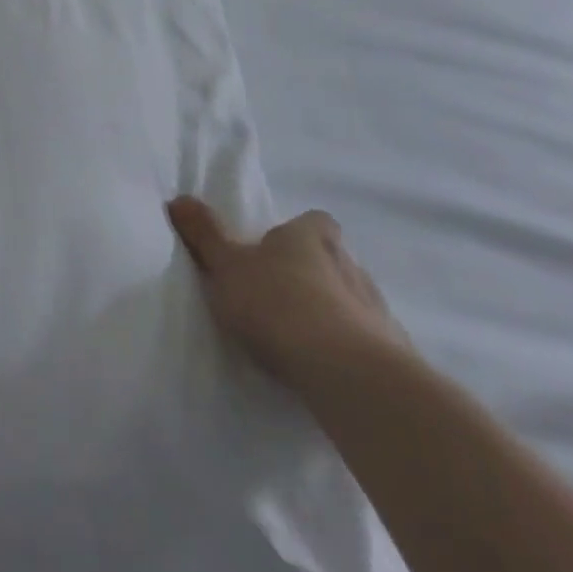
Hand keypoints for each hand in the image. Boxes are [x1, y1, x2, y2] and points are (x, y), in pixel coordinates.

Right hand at [167, 199, 409, 391]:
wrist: (344, 371)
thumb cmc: (277, 303)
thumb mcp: (226, 266)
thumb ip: (204, 234)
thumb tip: (178, 198)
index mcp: (311, 235)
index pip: (313, 222)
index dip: (298, 234)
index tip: (277, 253)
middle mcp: (349, 263)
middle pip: (333, 262)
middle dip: (313, 277)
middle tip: (281, 300)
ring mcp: (376, 309)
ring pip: (352, 303)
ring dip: (333, 316)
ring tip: (302, 343)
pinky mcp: (394, 354)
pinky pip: (368, 345)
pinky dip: (350, 353)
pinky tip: (327, 373)